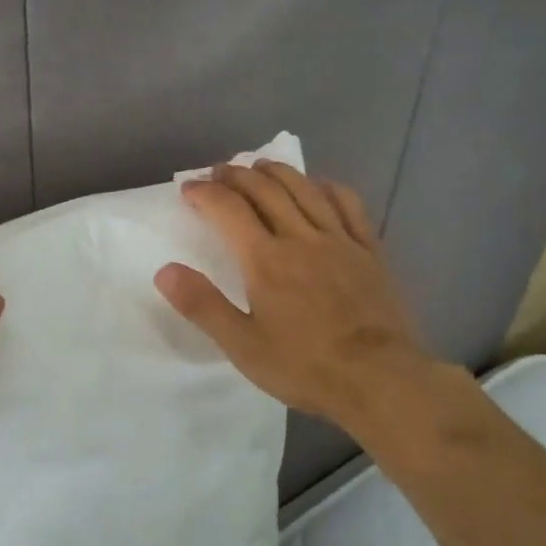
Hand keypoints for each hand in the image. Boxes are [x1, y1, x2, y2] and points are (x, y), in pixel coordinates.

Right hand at [154, 161, 449, 444]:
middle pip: (265, 190)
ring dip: (277, 171)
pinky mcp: (369, 250)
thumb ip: (202, 305)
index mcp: (266, 259)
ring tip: (260, 166)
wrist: (380, 379)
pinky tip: (319, 185)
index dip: (204, 192)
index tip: (188, 188)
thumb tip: (165, 270)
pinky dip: (327, 187)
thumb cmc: (305, 366)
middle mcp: (301, 237)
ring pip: (304, 189)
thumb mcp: (242, 345)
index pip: (228, 209)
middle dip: (236, 174)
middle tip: (218, 172)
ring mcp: (339, 240)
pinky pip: (349, 204)